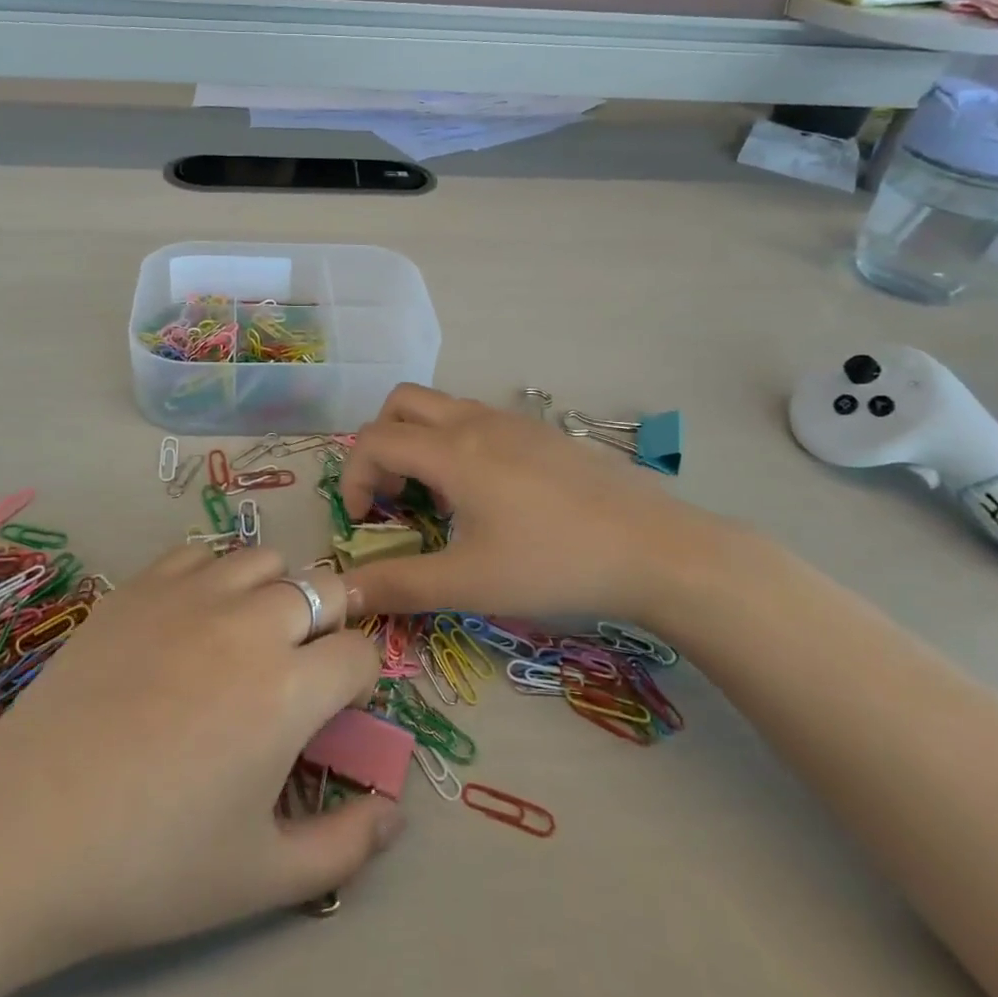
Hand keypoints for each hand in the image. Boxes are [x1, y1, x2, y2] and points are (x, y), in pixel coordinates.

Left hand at [0, 544, 399, 975]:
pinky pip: (198, 554)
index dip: (359, 681)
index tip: (335, 709)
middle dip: (330, 623)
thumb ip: (346, 846)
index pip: (360, 653)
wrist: (26, 833)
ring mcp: (190, 596)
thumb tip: (395, 810)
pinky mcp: (139, 587)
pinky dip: (213, 577)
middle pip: (324, 589)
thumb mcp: (263, 878)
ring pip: (264, 560)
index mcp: (289, 689)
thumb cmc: (152, 864)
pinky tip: (191, 619)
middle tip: (300, 667)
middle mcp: (250, 623)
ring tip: (249, 636)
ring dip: (275, 593)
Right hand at [338, 384, 747, 627]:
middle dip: (380, 444)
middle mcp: (475, 421)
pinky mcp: (541, 432)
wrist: (655, 548)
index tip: (364, 520)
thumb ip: (399, 584)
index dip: (352, 477)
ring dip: (419, 442)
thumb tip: (343, 593)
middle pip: (401, 403)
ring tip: (438, 499)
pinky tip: (486, 496)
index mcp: (452, 451)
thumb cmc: (554, 563)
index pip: (374, 440)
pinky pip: (477, 419)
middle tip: (393, 494)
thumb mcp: (469, 582)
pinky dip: (455, 443)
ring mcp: (512, 421)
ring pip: (441, 407)